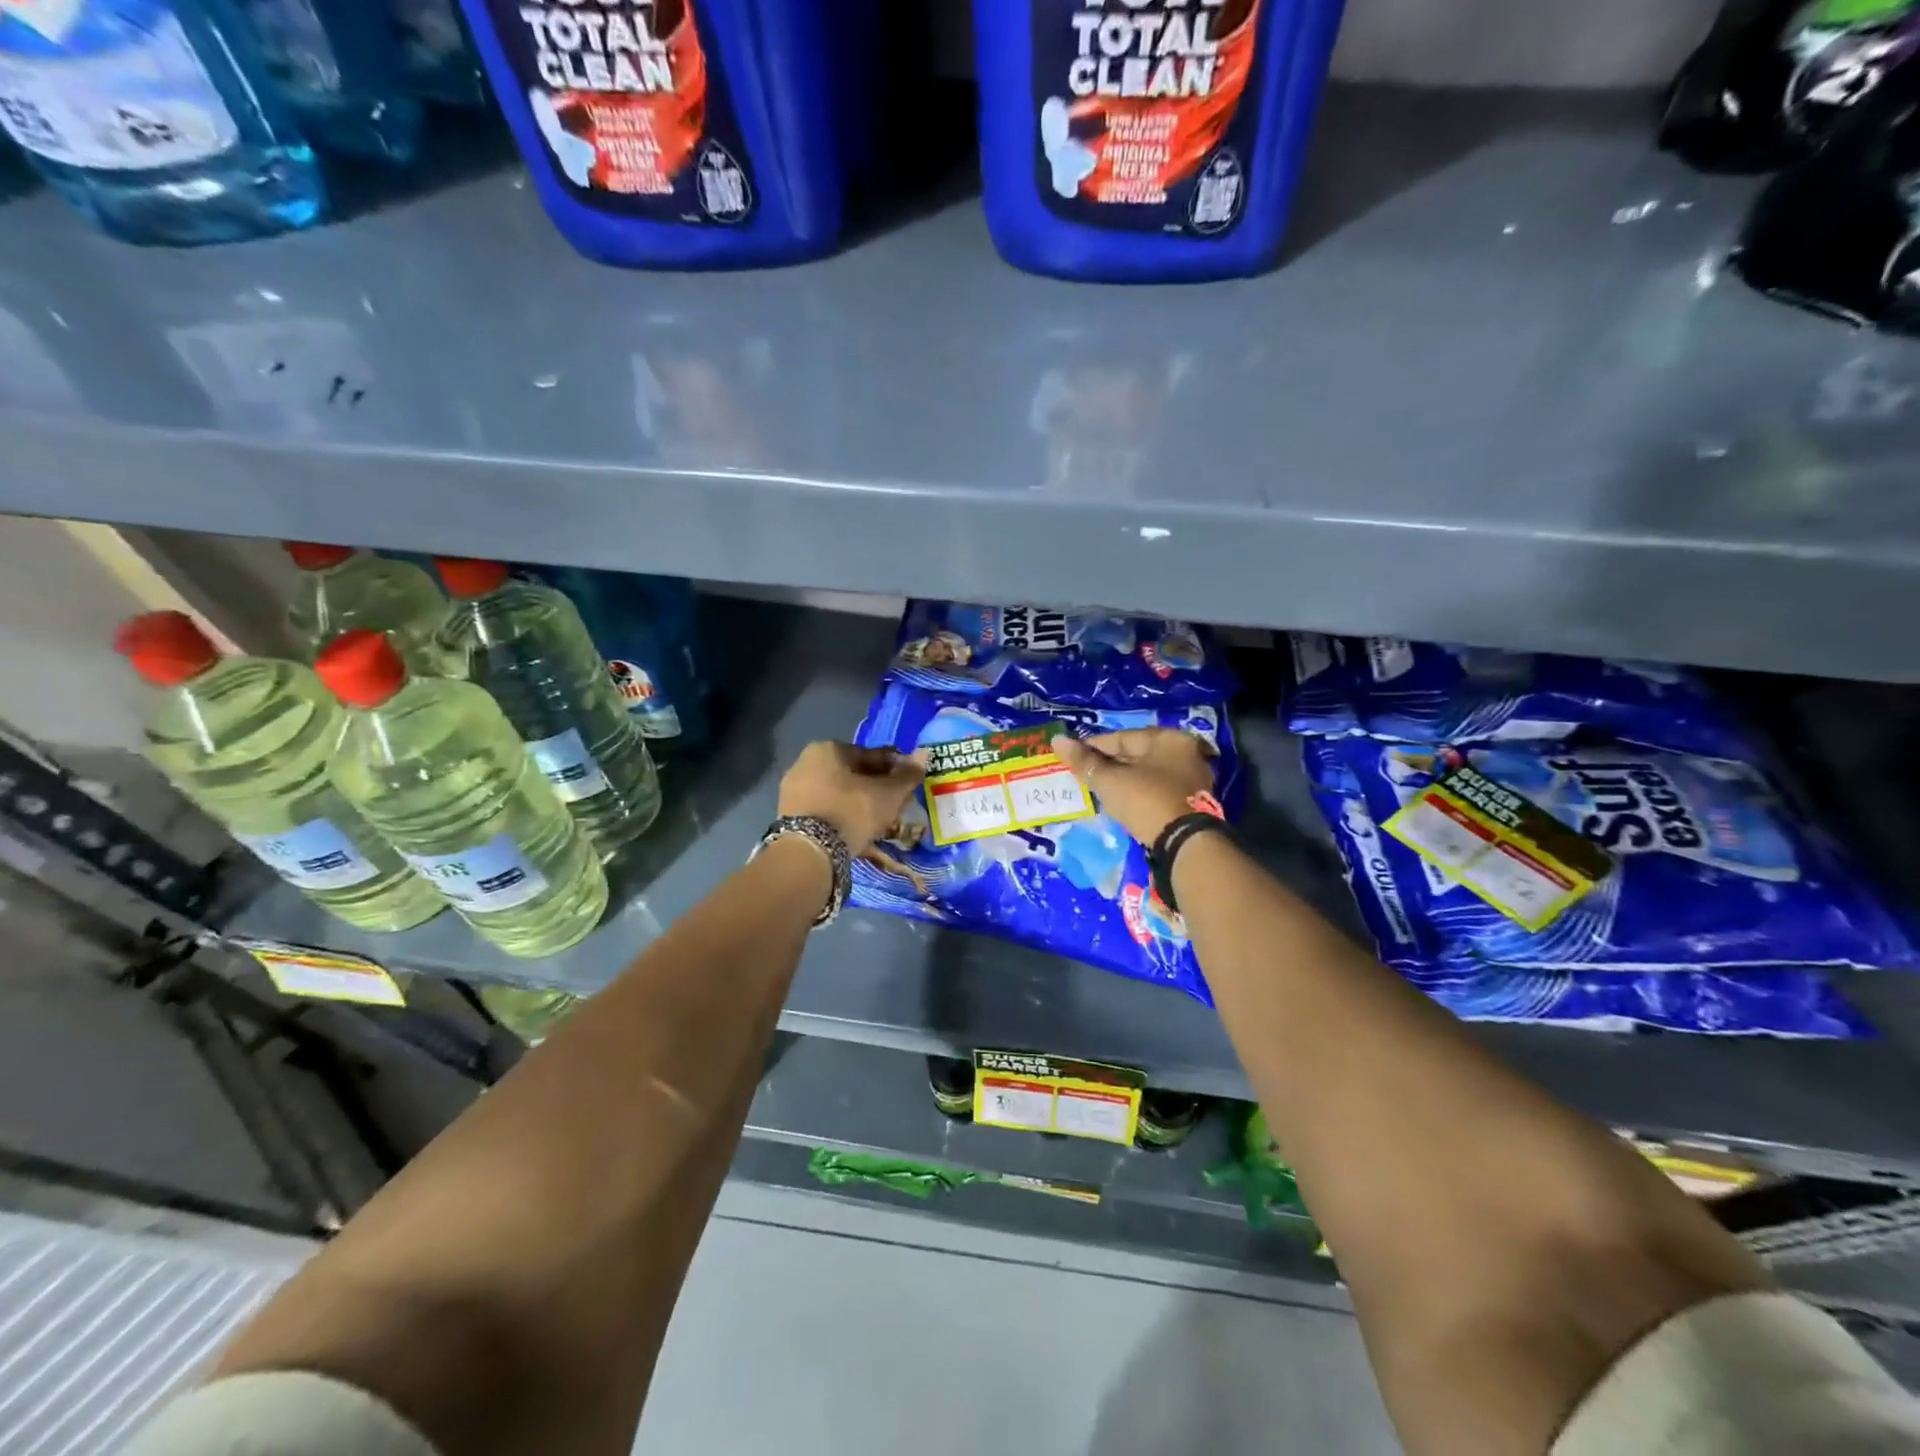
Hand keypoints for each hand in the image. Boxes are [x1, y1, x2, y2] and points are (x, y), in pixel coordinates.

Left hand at [778, 742, 927, 856]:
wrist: (810, 852)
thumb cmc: (852, 811)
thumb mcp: (888, 794)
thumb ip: (907, 775)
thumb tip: (924, 754)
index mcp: (828, 748)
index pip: (871, 754)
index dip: (894, 768)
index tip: (908, 783)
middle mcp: (805, 761)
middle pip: (852, 773)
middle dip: (874, 785)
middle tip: (894, 803)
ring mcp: (793, 788)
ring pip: (837, 791)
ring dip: (858, 801)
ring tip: (876, 819)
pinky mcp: (787, 813)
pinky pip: (823, 807)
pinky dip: (840, 813)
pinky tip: (854, 828)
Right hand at [1052, 728, 1215, 845]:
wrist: (1186, 844)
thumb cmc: (1146, 801)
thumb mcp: (1110, 781)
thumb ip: (1084, 761)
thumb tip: (1057, 740)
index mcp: (1168, 738)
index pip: (1121, 738)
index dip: (1092, 746)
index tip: (1071, 756)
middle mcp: (1185, 751)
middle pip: (1137, 754)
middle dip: (1109, 763)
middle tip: (1084, 774)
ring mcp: (1193, 777)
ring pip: (1148, 773)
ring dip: (1124, 779)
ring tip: (1099, 789)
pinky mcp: (1194, 801)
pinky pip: (1158, 789)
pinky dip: (1139, 792)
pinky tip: (1123, 801)